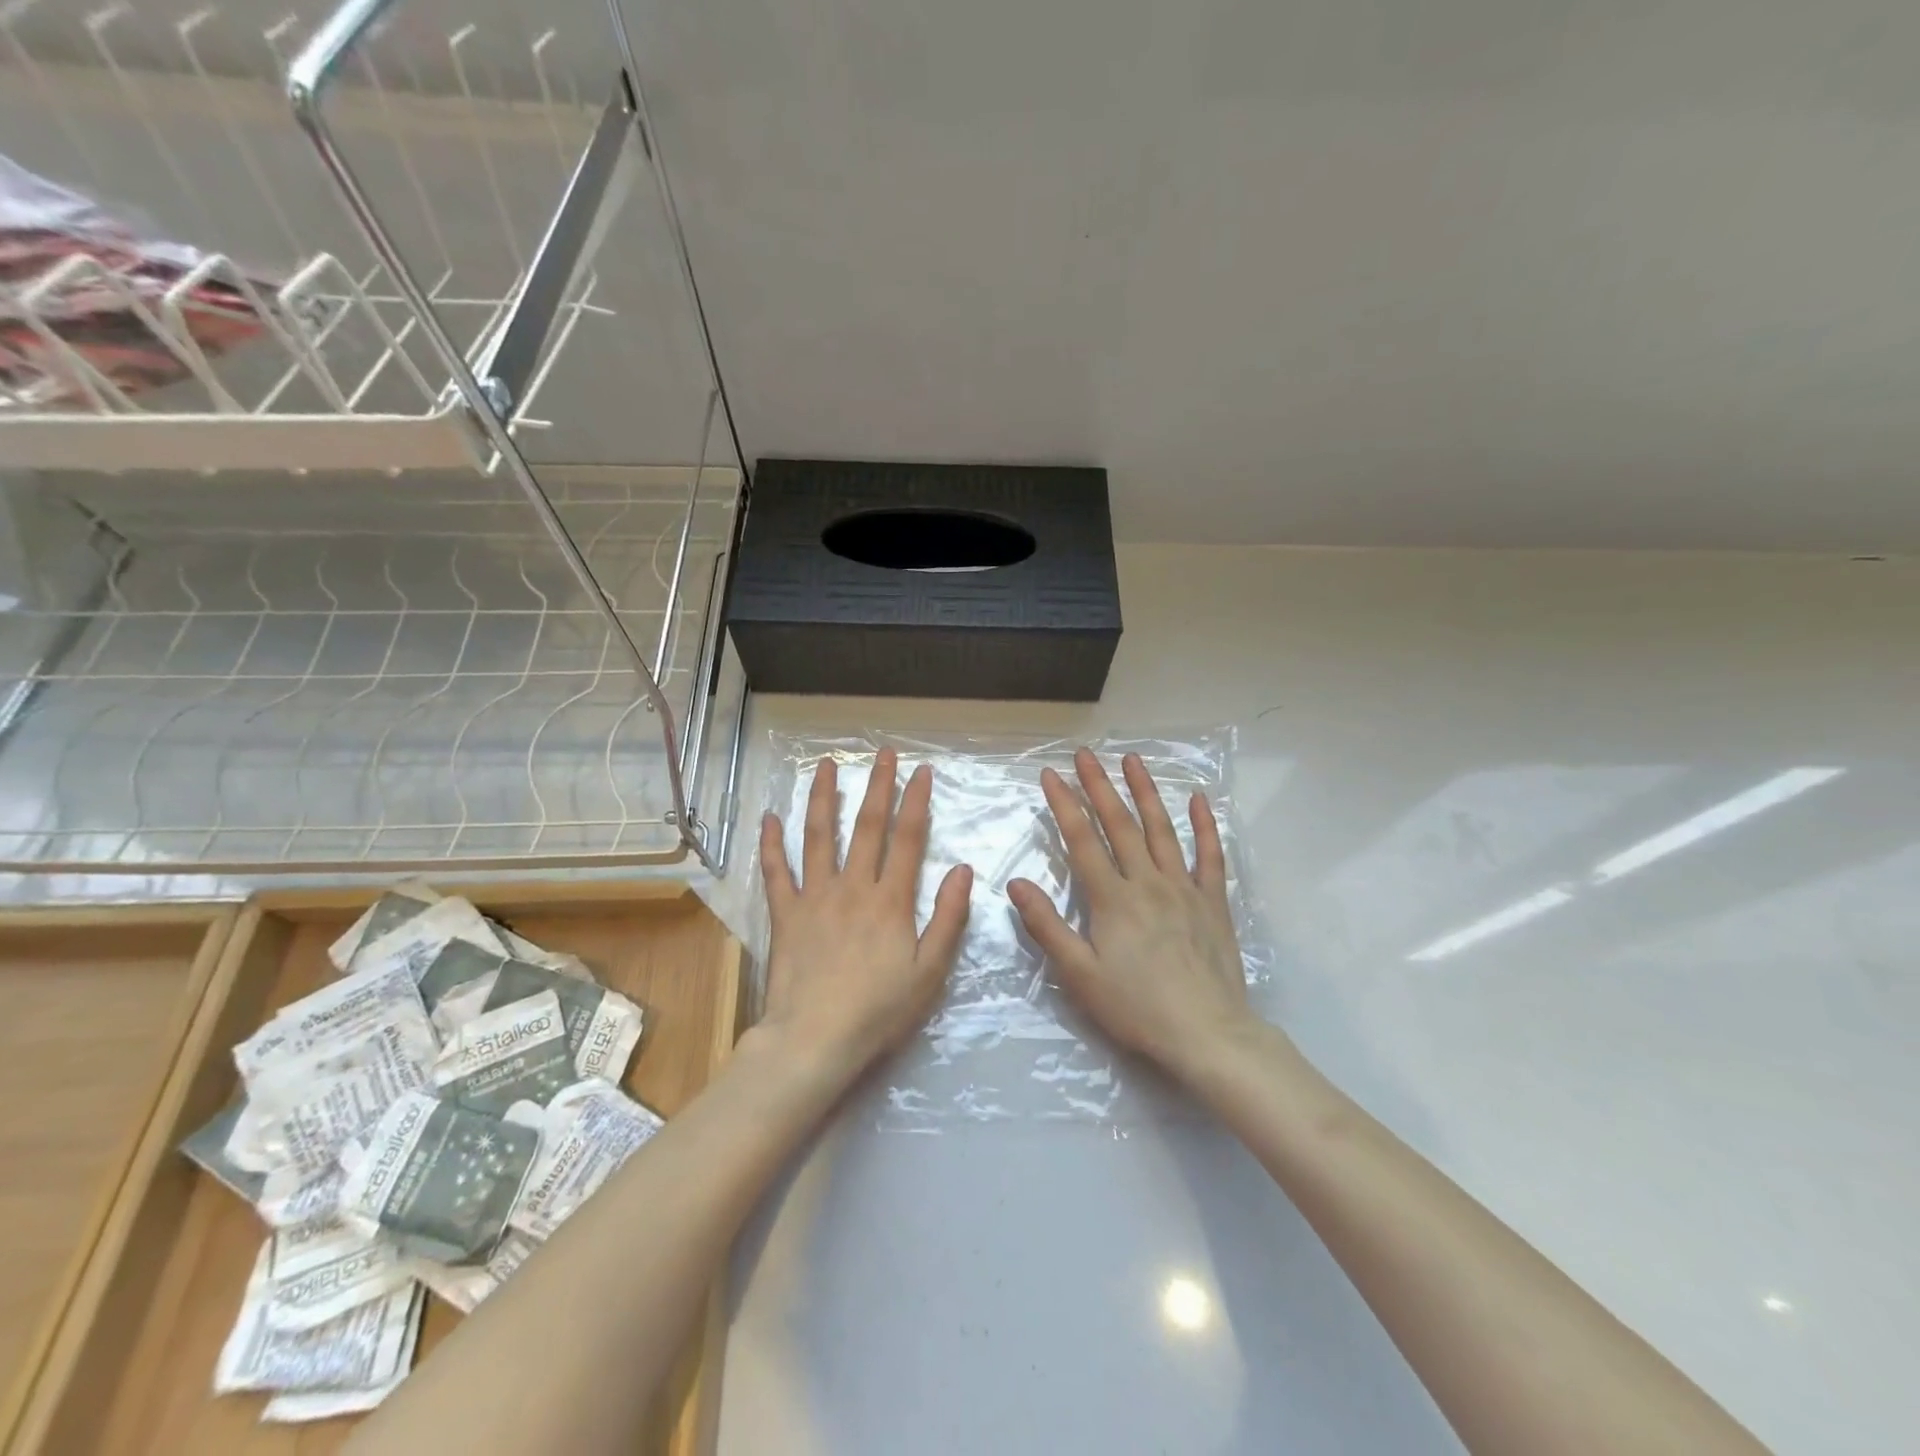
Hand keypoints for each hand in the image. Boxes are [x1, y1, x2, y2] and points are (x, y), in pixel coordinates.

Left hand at [753, 749, 972, 1083]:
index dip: (916, 802)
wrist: (814, 1040)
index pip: (908, 839)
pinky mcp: (785, 915)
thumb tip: (962, 869)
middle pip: (867, 827)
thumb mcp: (930, 971)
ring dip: (825, 798)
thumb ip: (948, 918)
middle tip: (883, 753)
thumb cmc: (879, 1010)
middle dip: (878, 786)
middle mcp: (853, 887)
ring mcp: (814, 897)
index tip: (922, 771)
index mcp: (890, 900)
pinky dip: (771, 844)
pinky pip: (776, 872)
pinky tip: (769, 818)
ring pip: (819, 837)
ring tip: (826, 766)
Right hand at [1008, 750, 1252, 1083]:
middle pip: (1120, 824)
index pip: (1083, 839)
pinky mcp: (1213, 902)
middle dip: (1099, 786)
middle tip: (1085, 755)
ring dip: (1145, 792)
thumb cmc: (1136, 1008)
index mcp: (1113, 899)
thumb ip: (1048, 926)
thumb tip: (1017, 884)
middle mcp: (1148, 882)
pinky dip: (1204, 826)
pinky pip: (1210, 856)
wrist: (1207, 1035)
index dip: (1064, 804)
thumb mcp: (1080, 975)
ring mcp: (1184, 888)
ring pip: (1162, 829)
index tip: (1050, 773)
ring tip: (1132, 760)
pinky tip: (1198, 799)